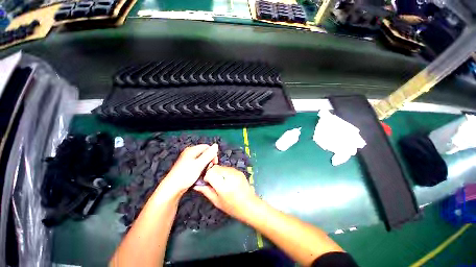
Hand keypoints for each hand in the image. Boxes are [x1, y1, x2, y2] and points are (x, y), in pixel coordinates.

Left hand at [160, 144, 217, 195]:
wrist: (172, 188)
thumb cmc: (186, 176)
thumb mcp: (199, 164)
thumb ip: (208, 155)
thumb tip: (216, 145)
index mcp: (191, 150)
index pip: (207, 147)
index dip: (213, 154)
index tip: (214, 163)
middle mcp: (189, 152)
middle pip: (204, 152)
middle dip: (209, 159)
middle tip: (209, 168)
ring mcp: (187, 159)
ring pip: (201, 159)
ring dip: (206, 164)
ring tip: (205, 172)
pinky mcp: (187, 166)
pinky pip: (197, 163)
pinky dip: (201, 167)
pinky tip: (200, 173)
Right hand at [194, 165, 258, 221]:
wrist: (250, 205)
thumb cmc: (232, 207)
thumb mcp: (217, 201)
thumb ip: (206, 191)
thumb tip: (196, 185)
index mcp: (223, 185)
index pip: (211, 172)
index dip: (206, 176)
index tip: (207, 182)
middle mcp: (230, 175)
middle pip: (216, 167)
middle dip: (212, 173)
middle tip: (213, 182)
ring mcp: (236, 172)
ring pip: (221, 166)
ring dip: (218, 172)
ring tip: (220, 182)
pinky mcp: (239, 171)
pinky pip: (228, 168)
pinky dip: (224, 172)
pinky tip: (227, 180)